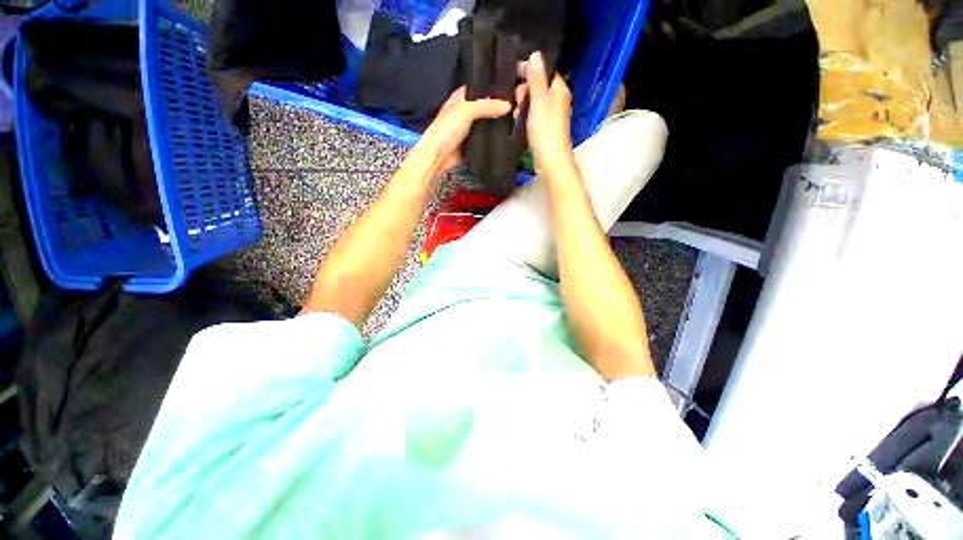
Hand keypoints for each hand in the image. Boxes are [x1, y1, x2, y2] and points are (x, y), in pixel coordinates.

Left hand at [418, 87, 511, 174]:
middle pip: (485, 107)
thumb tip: (508, 105)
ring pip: (486, 123)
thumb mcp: (466, 111)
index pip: (479, 88)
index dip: (492, 87)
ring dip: (497, 124)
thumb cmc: (445, 130)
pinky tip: (505, 136)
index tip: (510, 88)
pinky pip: (485, 139)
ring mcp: (469, 129)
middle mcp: (465, 112)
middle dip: (498, 107)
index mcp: (460, 98)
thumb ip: (486, 106)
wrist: (438, 157)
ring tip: (515, 119)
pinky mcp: (472, 144)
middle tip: (517, 105)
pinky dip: (493, 138)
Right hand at [522, 51, 574, 174]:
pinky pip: (534, 114)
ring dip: (523, 104)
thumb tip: (535, 54)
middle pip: (538, 85)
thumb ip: (536, 78)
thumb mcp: (539, 101)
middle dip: (524, 90)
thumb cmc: (545, 130)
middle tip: (516, 100)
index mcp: (559, 89)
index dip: (529, 70)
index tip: (513, 76)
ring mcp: (551, 114)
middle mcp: (557, 99)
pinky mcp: (545, 127)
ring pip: (534, 101)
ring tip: (516, 112)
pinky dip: (526, 115)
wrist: (550, 160)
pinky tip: (519, 121)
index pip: (544, 70)